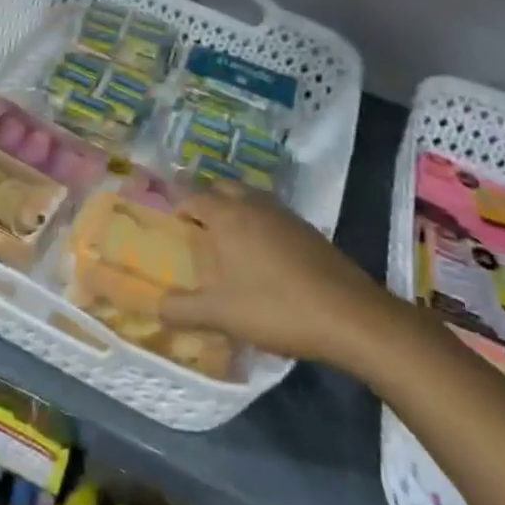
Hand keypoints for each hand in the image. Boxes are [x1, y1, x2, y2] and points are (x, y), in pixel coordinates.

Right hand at [160, 183, 392, 368]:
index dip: (179, 208)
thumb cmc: (275, 308)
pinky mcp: (308, 230)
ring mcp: (285, 214)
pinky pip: (272, 214)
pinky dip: (259, 224)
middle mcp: (254, 205)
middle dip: (207, 201)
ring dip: (235, 210)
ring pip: (250, 198)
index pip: (193, 197)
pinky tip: (263, 256)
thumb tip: (155, 306)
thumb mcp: (220, 315)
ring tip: (227, 241)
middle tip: (197, 229)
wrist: (349, 315)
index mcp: (228, 216)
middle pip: (223, 188)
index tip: (172, 227)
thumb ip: (182, 309)